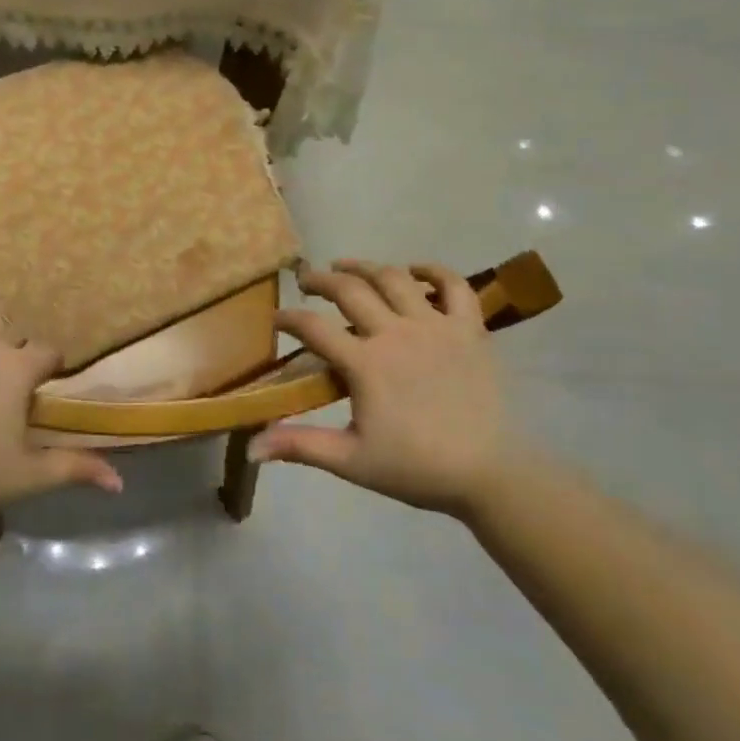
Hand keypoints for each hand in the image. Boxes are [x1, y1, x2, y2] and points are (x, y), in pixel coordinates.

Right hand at [248, 260, 506, 512]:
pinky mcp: (469, 329)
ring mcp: (436, 326)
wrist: (488, 473)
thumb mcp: (350, 460)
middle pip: (349, 290)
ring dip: (365, 267)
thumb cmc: (415, 467)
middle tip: (305, 281)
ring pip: (394, 278)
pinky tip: (415, 270)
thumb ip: (300, 446)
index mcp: (365, 363)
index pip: (313, 328)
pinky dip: (433, 271)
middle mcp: (396, 333)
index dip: (288, 318)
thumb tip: (251, 448)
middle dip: (320, 280)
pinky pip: (454, 286)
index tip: (276, 319)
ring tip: (346, 267)